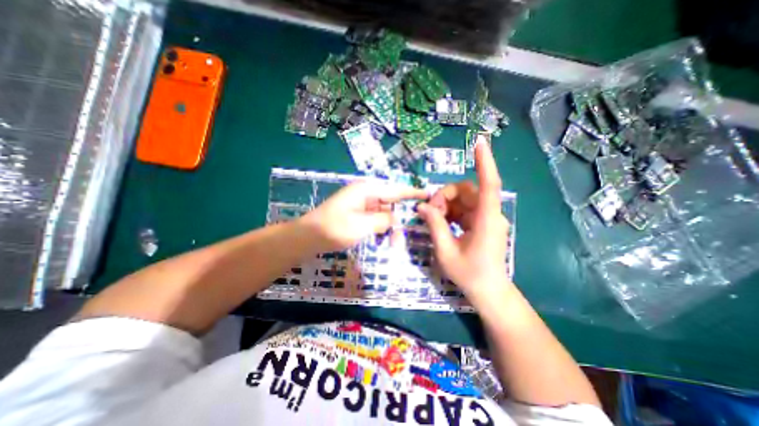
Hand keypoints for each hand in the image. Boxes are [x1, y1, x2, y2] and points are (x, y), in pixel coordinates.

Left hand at [300, 180, 425, 252]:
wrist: (308, 237)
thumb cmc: (333, 229)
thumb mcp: (362, 225)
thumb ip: (383, 220)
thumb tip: (396, 219)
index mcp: (367, 190)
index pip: (396, 190)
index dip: (413, 193)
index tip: (428, 194)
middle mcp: (365, 194)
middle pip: (390, 203)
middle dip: (400, 218)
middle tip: (406, 234)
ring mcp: (360, 204)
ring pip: (383, 213)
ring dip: (389, 227)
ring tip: (393, 243)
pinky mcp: (357, 214)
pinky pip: (375, 219)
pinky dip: (380, 228)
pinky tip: (382, 239)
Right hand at [419, 142, 511, 304]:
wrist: (488, 291)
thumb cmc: (469, 274)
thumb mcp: (446, 251)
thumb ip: (435, 225)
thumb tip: (422, 207)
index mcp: (486, 220)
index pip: (489, 184)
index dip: (485, 162)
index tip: (479, 142)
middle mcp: (489, 214)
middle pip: (466, 191)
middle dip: (445, 196)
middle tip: (430, 212)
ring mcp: (486, 218)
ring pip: (463, 199)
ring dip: (446, 204)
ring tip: (434, 219)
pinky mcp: (481, 222)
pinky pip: (464, 208)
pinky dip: (450, 211)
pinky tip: (441, 221)